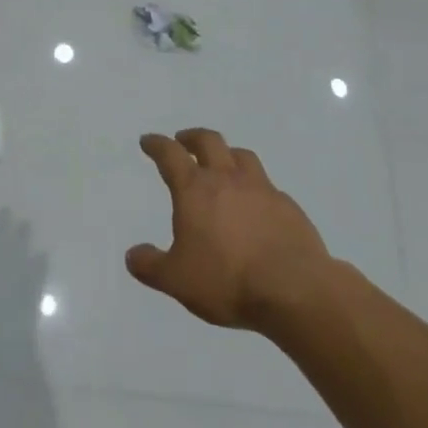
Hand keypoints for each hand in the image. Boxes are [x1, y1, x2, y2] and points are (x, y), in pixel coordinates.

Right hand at [126, 128, 336, 333]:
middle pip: (209, 141)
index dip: (157, 144)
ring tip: (222, 164)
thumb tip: (132, 255)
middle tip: (184, 141)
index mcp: (195, 189)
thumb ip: (151, 266)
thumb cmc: (227, 280)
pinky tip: (256, 203)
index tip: (148, 141)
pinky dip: (255, 186)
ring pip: (241, 155)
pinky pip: (267, 185)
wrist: (295, 289)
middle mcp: (227, 179)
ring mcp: (261, 189)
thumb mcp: (177, 280)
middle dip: (193, 137)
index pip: (170, 155)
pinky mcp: (288, 206)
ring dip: (227, 154)